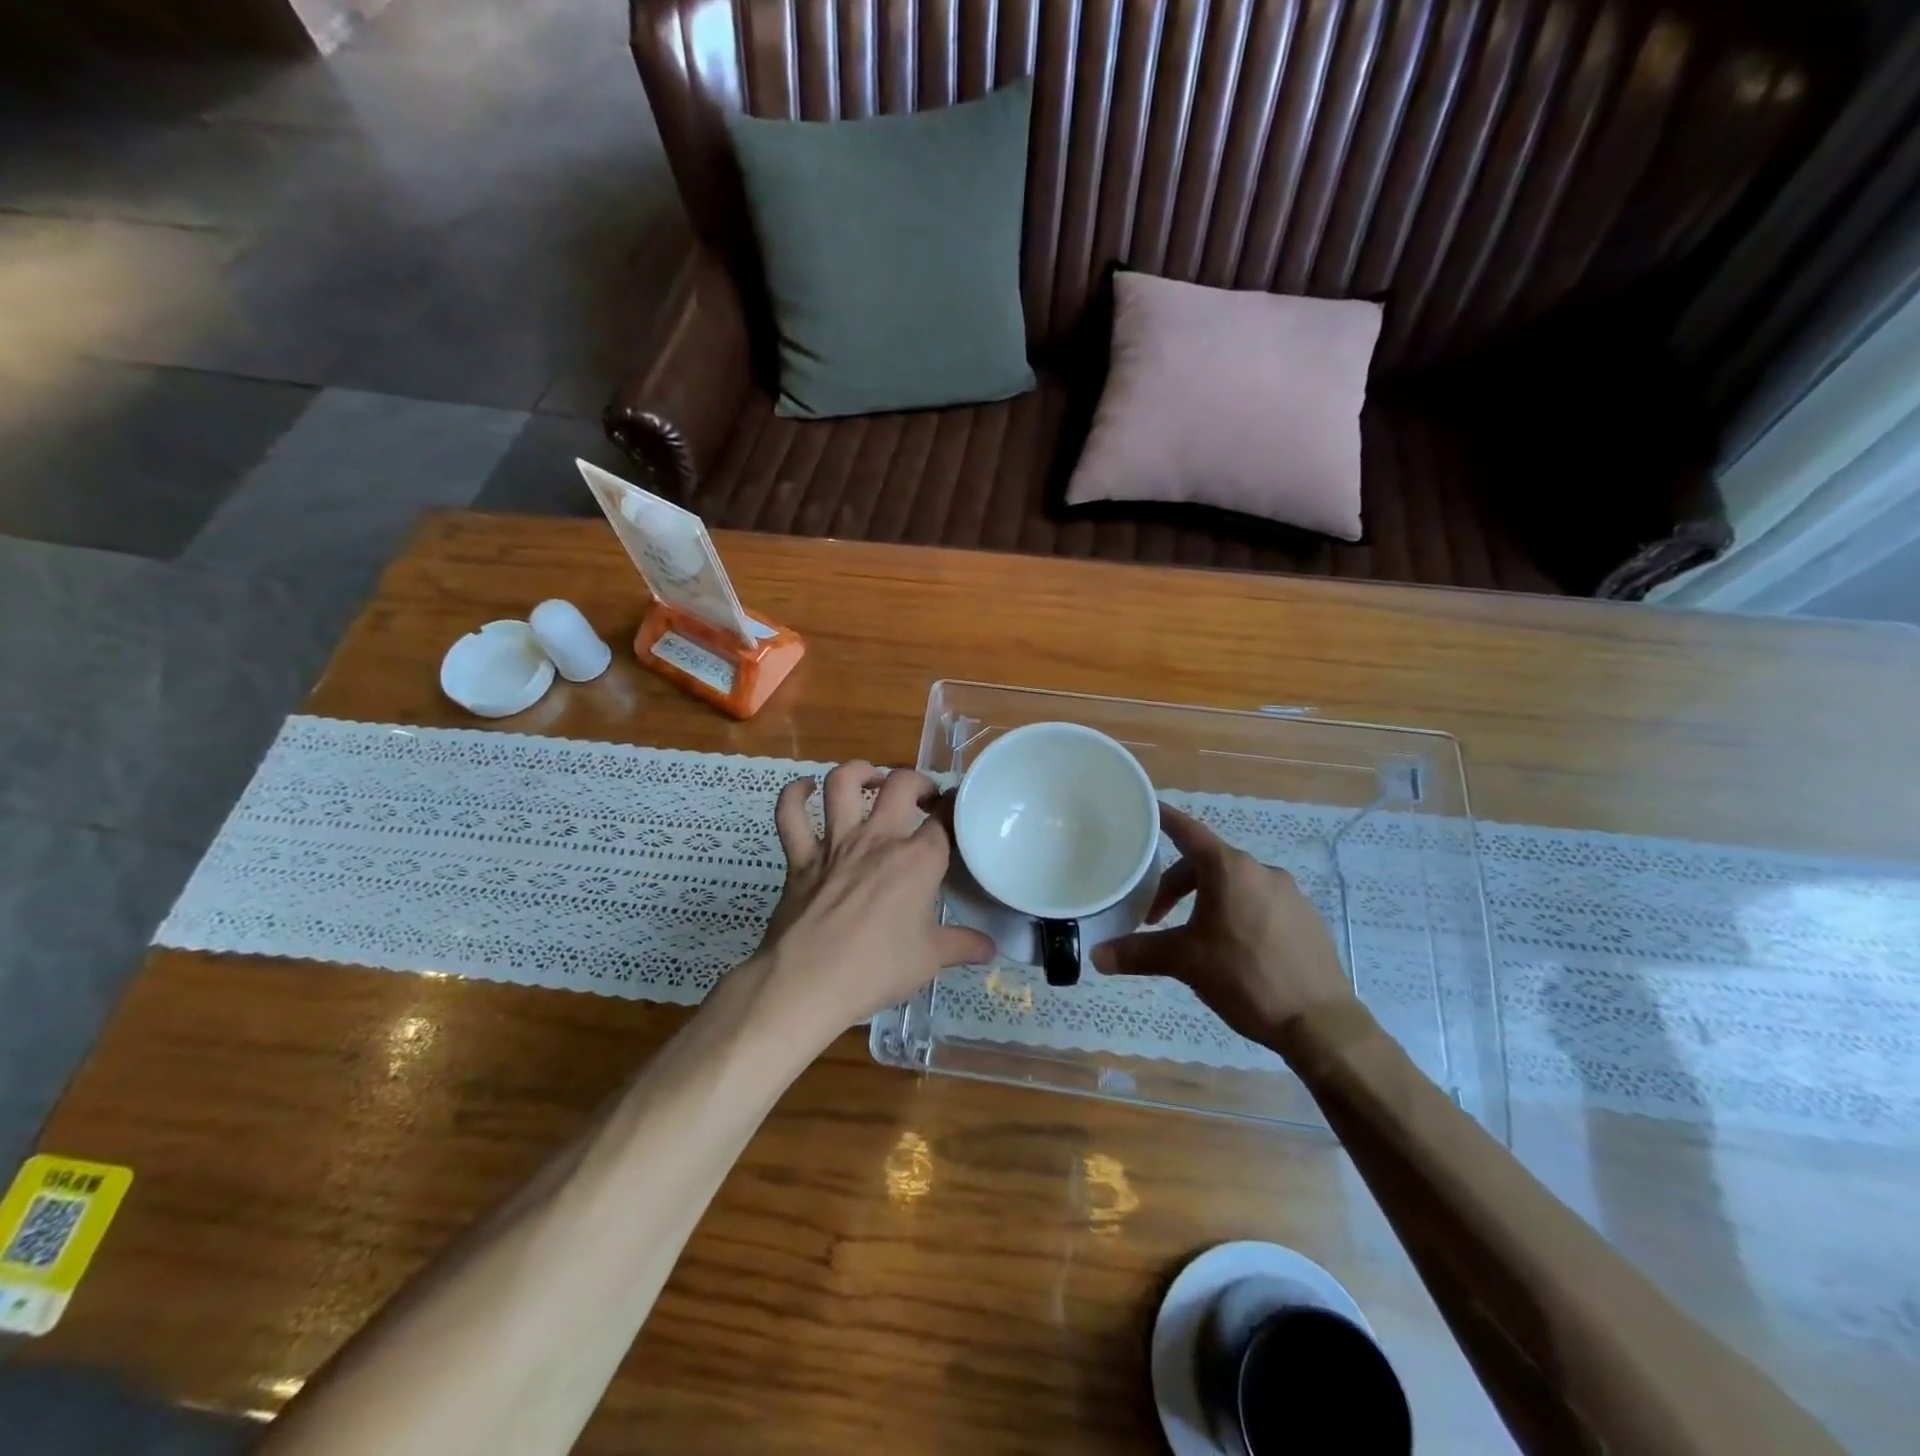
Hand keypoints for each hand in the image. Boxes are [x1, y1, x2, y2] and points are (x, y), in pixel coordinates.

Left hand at [743, 762, 992, 1048]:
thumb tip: (991, 948)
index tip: (959, 811)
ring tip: (872, 779)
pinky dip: (794, 796)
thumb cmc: (875, 970)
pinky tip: (805, 790)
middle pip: (901, 785)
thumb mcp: (929, 960)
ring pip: (843, 783)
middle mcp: (877, 839)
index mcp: (916, 860)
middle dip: (918, 782)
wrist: (806, 983)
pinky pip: (790, 815)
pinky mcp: (799, 858)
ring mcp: (834, 844)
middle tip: (924, 798)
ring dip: (860, 772)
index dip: (955, 809)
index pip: (945, 820)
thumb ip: (962, 946)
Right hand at [1091, 804, 1354, 1043]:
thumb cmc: (1245, 978)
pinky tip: (1234, 950)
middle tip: (1157, 919)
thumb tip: (1097, 956)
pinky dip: (1238, 913)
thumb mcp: (1185, 962)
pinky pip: (1260, 903)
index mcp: (1229, 869)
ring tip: (1195, 936)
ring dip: (1207, 900)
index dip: (1165, 819)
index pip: (1188, 832)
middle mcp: (1261, 870)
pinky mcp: (1306, 918)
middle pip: (1208, 863)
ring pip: (1235, 885)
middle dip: (1177, 885)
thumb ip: (1138, 953)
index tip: (1147, 811)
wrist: (1320, 1023)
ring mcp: (1289, 894)